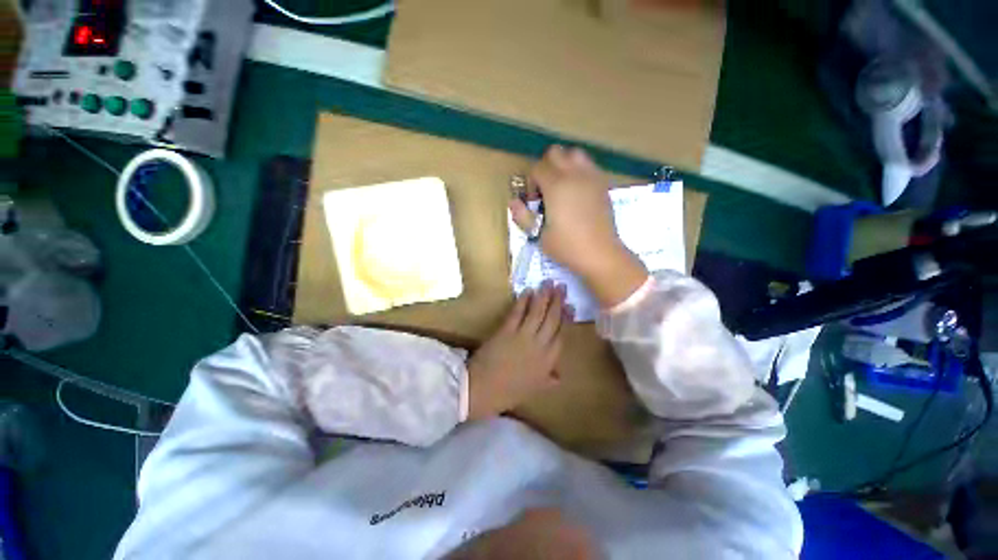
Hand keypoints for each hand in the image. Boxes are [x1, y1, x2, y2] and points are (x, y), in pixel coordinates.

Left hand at [467, 282, 568, 420]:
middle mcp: (540, 346)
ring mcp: (523, 336)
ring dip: (543, 296)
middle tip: (562, 286)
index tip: (570, 306)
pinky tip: (527, 291)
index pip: (562, 335)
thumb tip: (560, 376)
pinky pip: (518, 312)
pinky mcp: (507, 330)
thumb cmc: (509, 392)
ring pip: (537, 312)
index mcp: (549, 361)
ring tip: (548, 283)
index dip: (567, 319)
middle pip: (552, 319)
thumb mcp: (534, 389)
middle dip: (558, 302)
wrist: (483, 390)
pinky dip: (523, 301)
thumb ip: (548, 379)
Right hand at [509, 146, 647, 307]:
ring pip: (575, 153)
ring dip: (564, 164)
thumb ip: (523, 216)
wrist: (600, 254)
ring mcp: (592, 177)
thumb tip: (513, 202)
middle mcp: (574, 175)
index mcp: (556, 186)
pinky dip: (579, 171)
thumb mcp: (539, 235)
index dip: (531, 182)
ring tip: (562, 186)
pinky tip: (577, 192)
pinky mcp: (603, 184)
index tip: (534, 201)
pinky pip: (589, 166)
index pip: (537, 167)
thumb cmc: (567, 246)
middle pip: (555, 152)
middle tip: (545, 189)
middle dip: (545, 167)